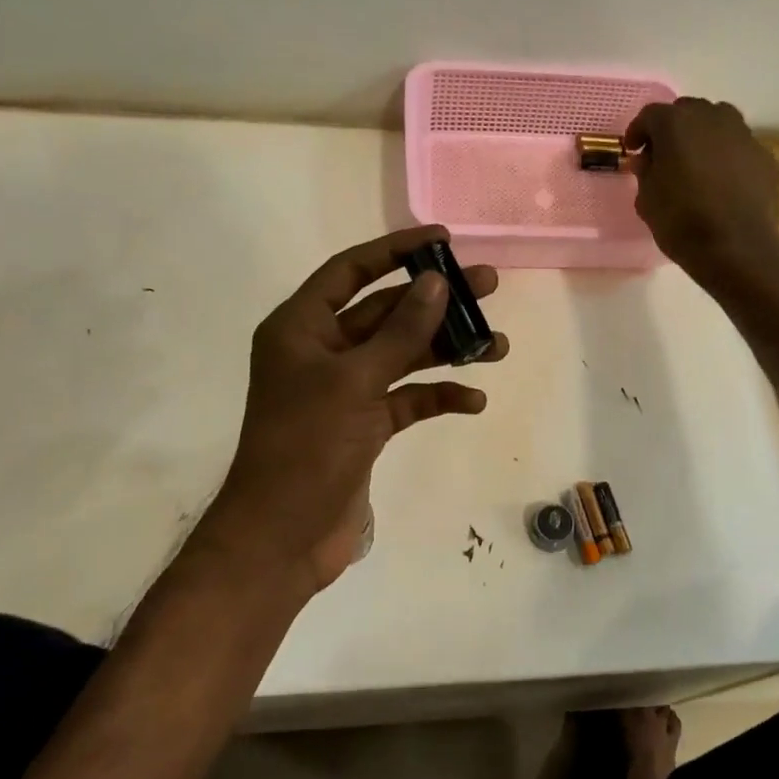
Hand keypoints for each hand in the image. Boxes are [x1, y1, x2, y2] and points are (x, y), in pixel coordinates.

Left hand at [203, 225, 507, 594]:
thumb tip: (437, 282)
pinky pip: (406, 399)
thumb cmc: (306, 448)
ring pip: (402, 356)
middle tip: (488, 287)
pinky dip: (437, 397)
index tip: (444, 241)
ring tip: (496, 345)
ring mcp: (344, 391)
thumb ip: (399, 332)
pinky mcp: (363, 427)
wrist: (282, 537)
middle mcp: (322, 352)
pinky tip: (472, 400)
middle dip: (435, 302)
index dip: (396, 250)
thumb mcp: (355, 382)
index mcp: (301, 328)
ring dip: (445, 351)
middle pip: (385, 312)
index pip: (351, 271)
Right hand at [626, 98, 778, 274]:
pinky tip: (722, 182)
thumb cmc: (681, 222)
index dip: (638, 132)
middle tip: (664, 155)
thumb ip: (645, 171)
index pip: (650, 115)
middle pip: (687, 111)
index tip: (633, 150)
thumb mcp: (647, 199)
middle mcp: (712, 118)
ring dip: (703, 136)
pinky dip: (726, 156)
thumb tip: (648, 158)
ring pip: (718, 122)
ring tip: (696, 164)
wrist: (736, 247)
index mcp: (676, 124)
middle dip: (672, 129)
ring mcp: (743, 134)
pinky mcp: (764, 156)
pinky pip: (739, 147)